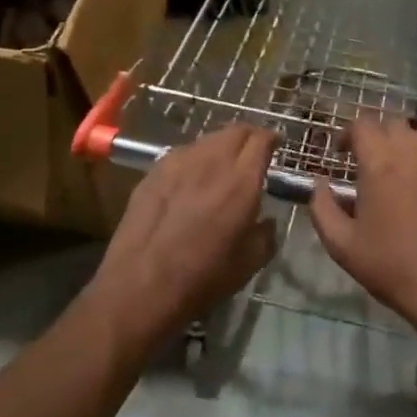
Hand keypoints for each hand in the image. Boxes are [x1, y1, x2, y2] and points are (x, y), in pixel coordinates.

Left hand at [87, 125, 276, 348]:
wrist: (140, 287)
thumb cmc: (202, 279)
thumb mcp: (249, 264)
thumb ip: (266, 234)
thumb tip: (266, 220)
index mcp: (241, 181)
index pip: (261, 139)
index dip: (272, 139)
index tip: (276, 146)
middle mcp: (211, 161)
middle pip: (235, 130)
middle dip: (249, 136)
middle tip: (253, 153)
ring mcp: (178, 162)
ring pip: (208, 139)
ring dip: (221, 146)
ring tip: (222, 166)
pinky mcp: (154, 171)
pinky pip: (183, 154)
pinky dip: (196, 159)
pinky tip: (192, 180)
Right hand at [308, 121, 416, 357]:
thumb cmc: (393, 267)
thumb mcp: (342, 245)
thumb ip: (322, 207)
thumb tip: (320, 183)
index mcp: (380, 162)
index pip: (362, 124)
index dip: (348, 134)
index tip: (342, 153)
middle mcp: (414, 151)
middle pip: (393, 124)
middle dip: (378, 137)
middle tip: (371, 162)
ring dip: (408, 144)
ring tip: (404, 169)